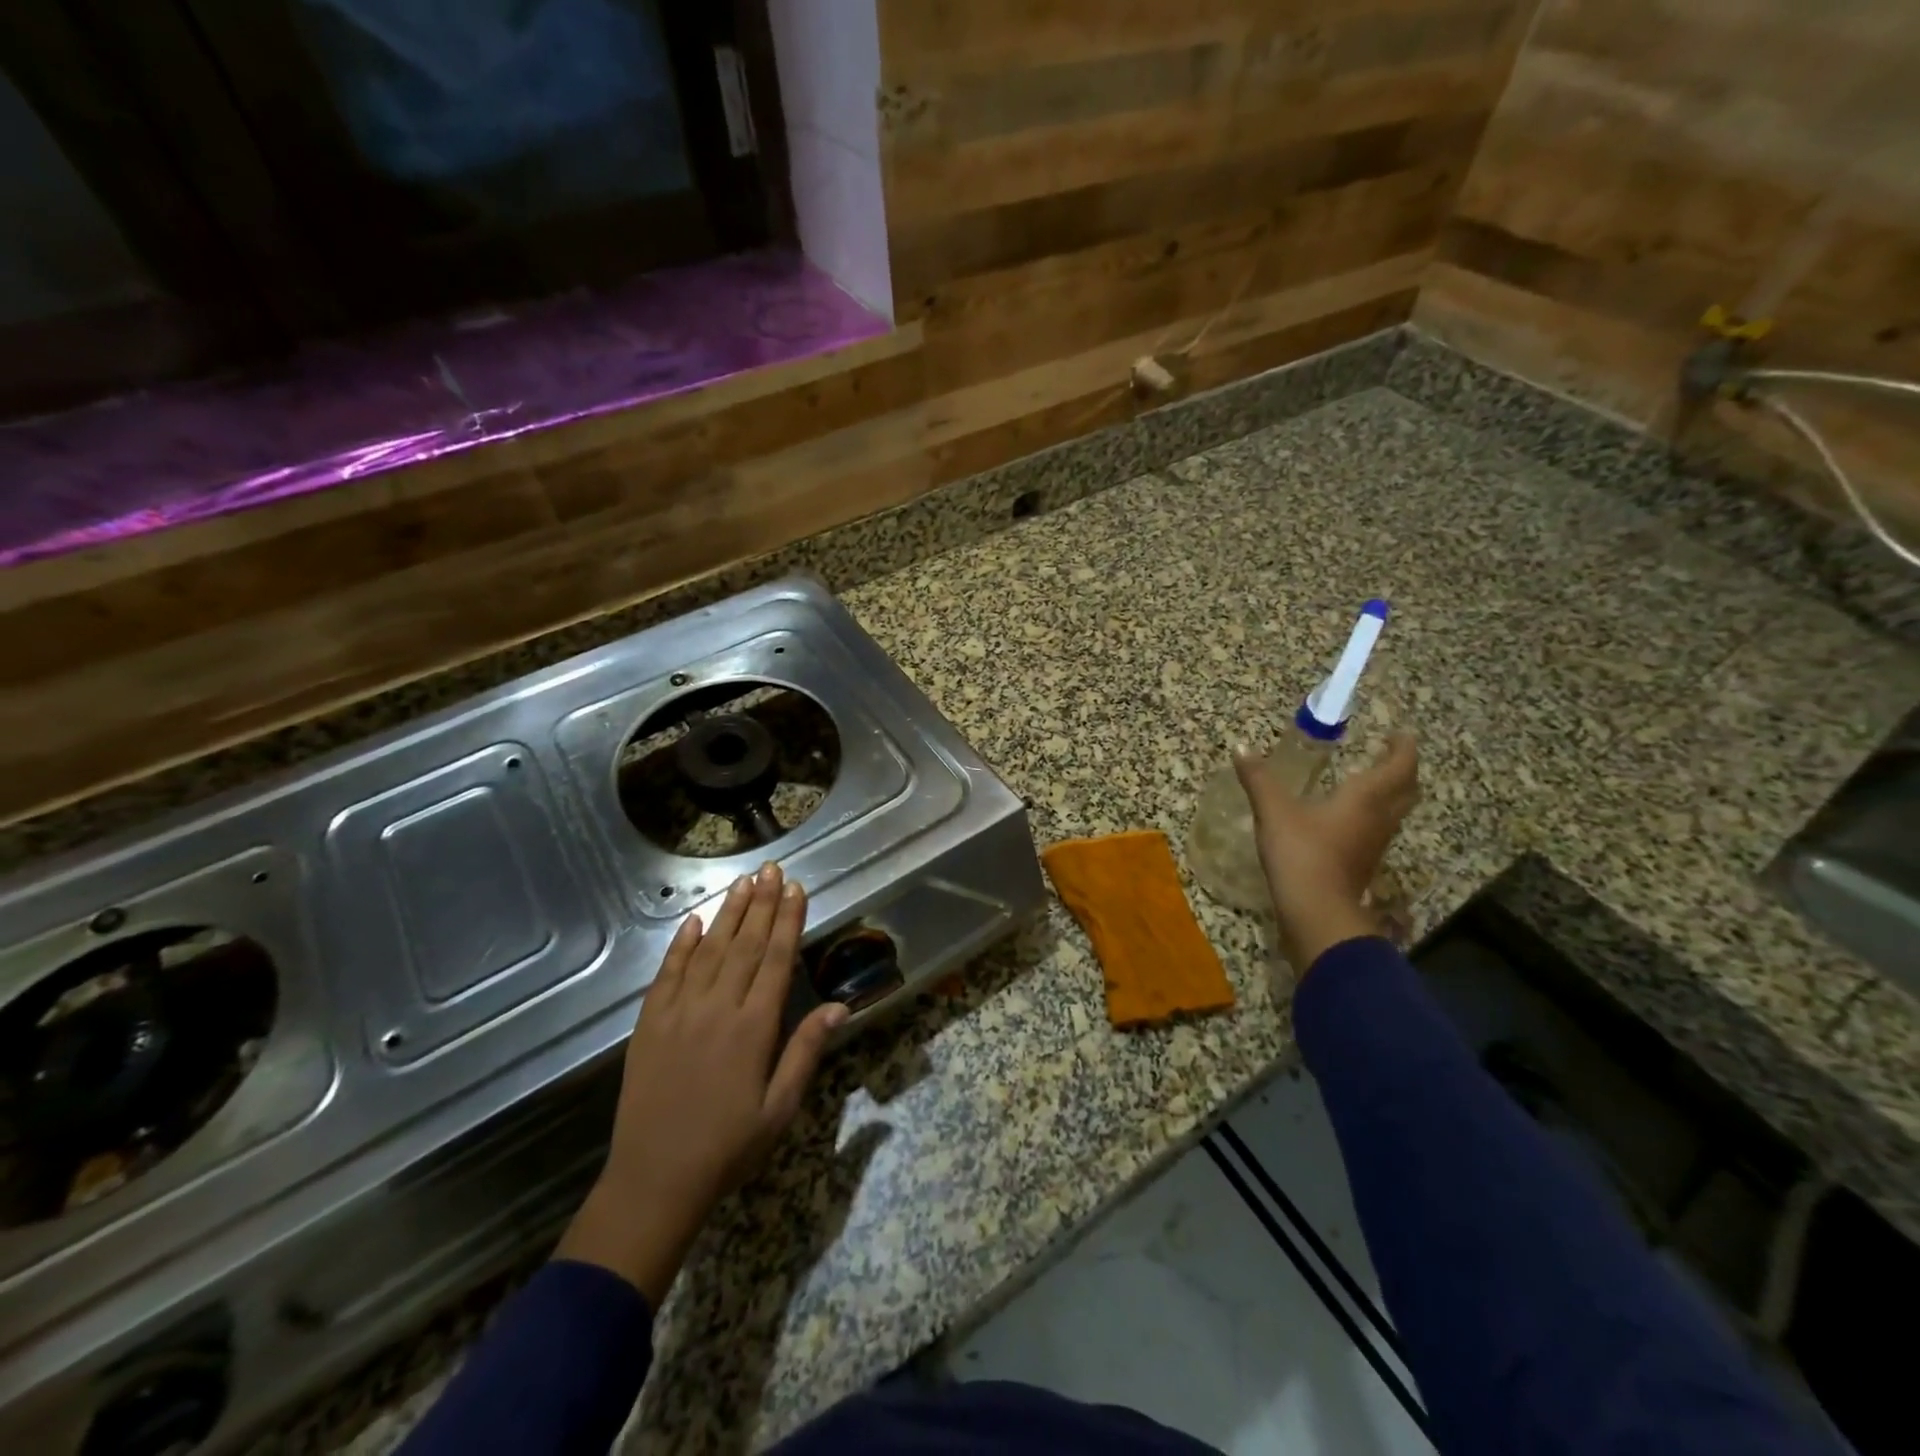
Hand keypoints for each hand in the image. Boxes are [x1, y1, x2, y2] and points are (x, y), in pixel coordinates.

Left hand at [557, 863, 846, 1305]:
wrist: (655, 1180)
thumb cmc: (729, 1146)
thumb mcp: (780, 1107)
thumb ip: (806, 1051)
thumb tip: (839, 1006)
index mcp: (754, 1027)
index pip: (777, 959)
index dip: (789, 920)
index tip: (796, 889)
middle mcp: (718, 1008)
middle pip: (745, 944)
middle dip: (762, 903)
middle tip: (772, 869)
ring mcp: (679, 1012)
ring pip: (709, 950)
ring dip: (729, 913)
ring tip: (743, 882)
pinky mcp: (649, 1023)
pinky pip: (668, 973)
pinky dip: (681, 945)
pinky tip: (694, 922)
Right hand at [1234, 733, 1419, 973]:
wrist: (1316, 911)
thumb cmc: (1301, 853)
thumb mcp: (1274, 812)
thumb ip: (1259, 779)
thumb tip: (1240, 748)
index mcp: (1366, 798)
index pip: (1399, 765)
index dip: (1403, 747)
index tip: (1399, 734)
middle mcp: (1380, 818)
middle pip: (1407, 790)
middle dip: (1402, 770)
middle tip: (1388, 756)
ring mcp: (1375, 844)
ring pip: (1396, 812)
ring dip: (1391, 794)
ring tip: (1370, 782)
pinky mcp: (1364, 864)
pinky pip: (1380, 830)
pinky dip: (1374, 815)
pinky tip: (1349, 818)